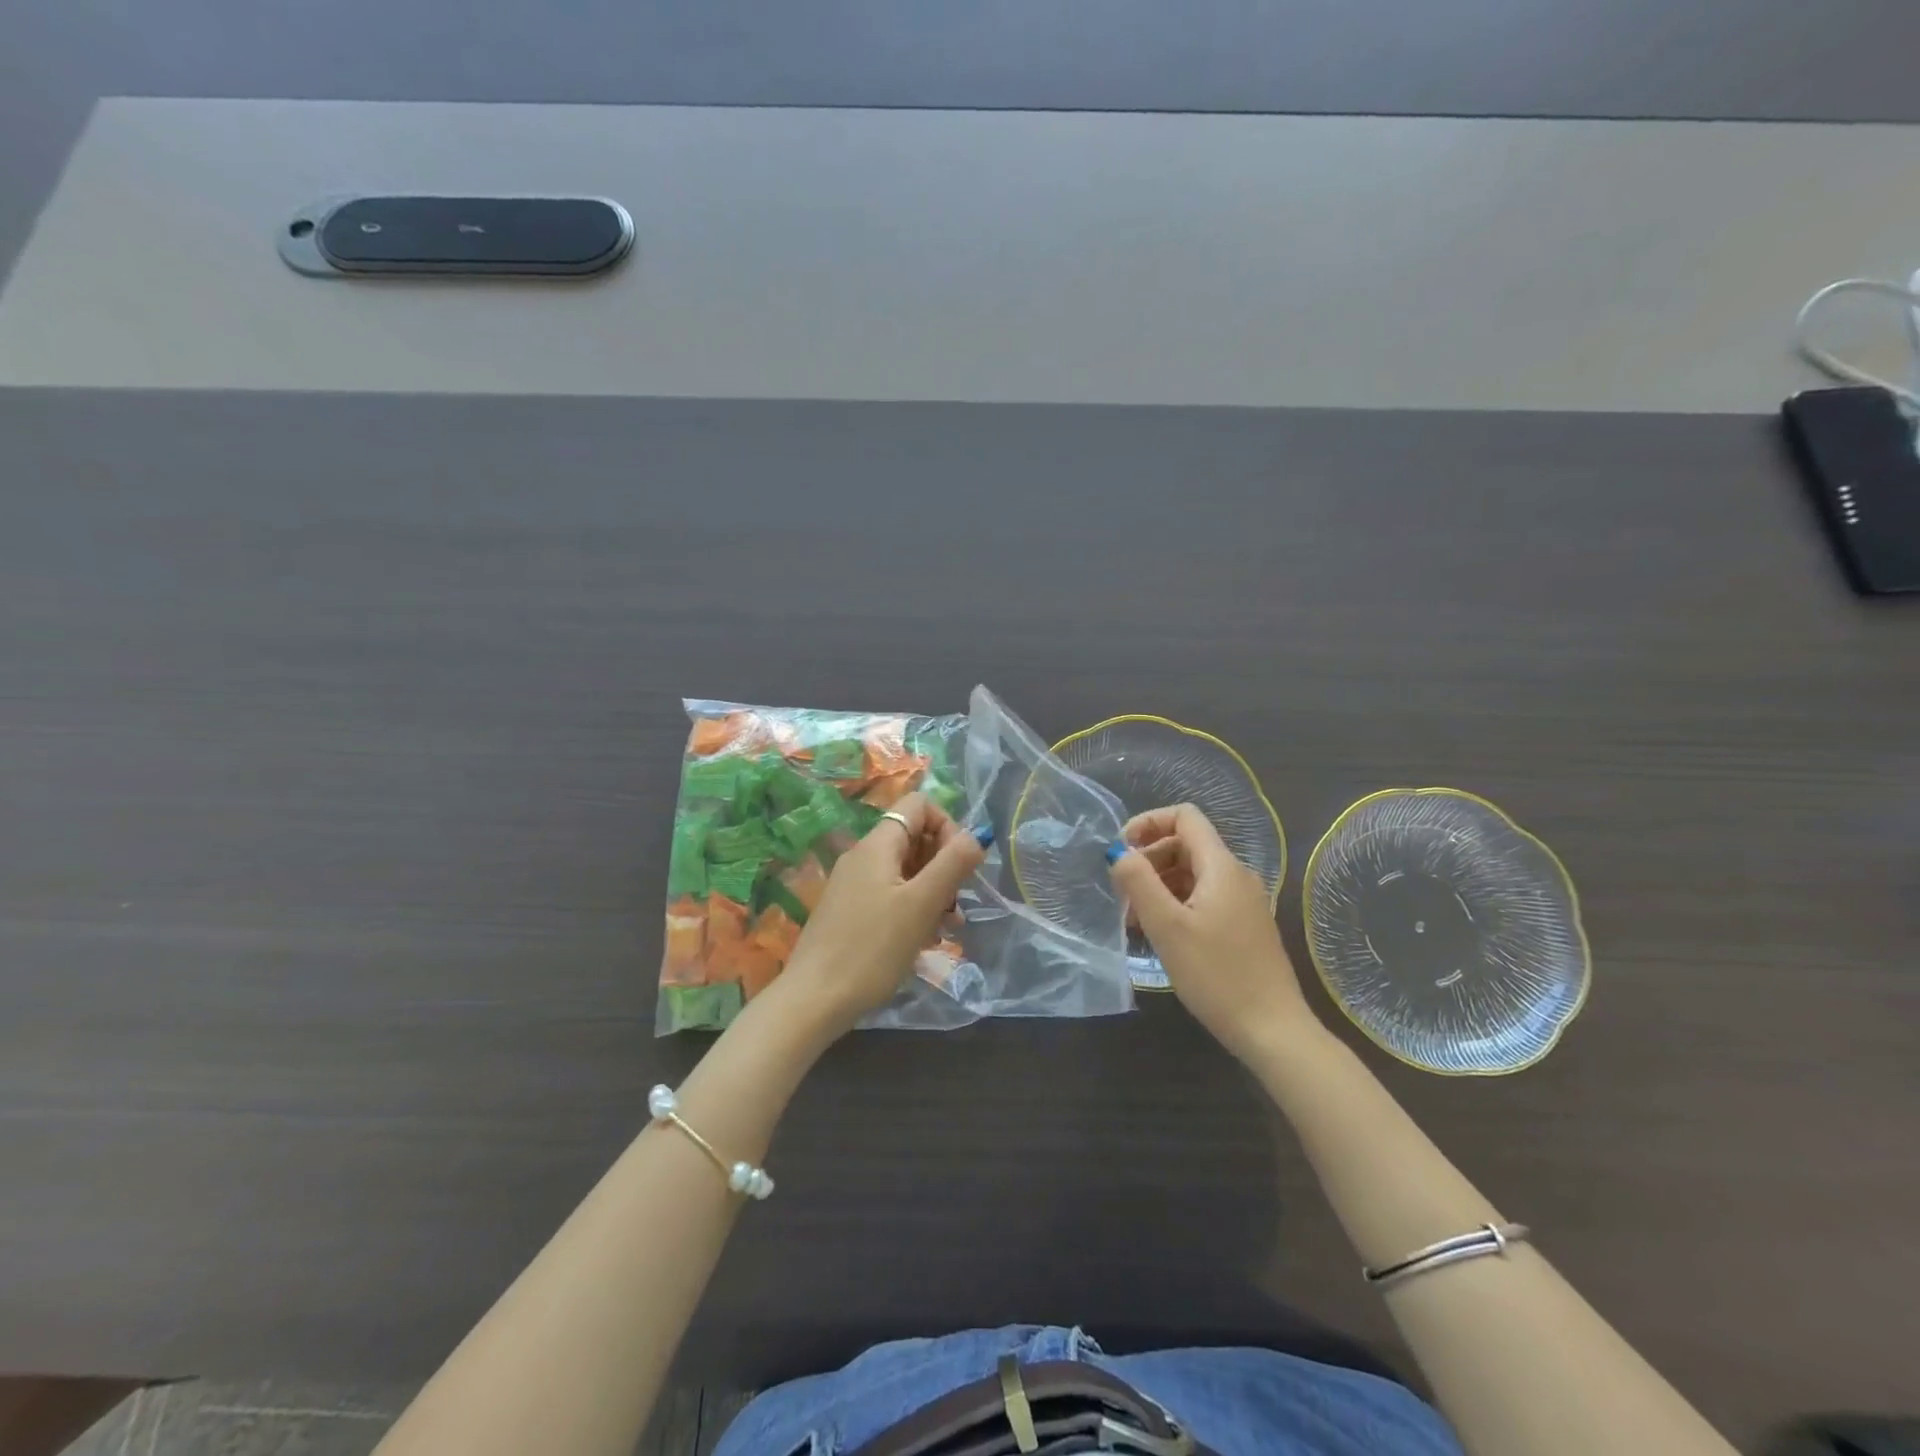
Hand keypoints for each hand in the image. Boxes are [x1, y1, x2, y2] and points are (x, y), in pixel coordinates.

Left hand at [780, 793, 987, 1034]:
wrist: (814, 1000)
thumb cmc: (873, 949)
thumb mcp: (921, 904)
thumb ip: (952, 863)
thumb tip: (977, 836)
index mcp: (877, 845)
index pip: (919, 806)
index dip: (948, 827)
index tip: (960, 867)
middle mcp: (862, 856)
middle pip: (914, 838)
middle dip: (943, 865)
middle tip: (956, 904)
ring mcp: (853, 885)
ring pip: (905, 871)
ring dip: (933, 891)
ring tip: (947, 928)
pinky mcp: (850, 911)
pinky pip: (890, 895)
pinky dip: (913, 908)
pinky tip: (924, 939)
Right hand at [1108, 804, 1316, 1061]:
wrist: (1272, 1030)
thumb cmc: (1216, 975)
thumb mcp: (1166, 926)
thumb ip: (1138, 881)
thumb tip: (1118, 851)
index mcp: (1221, 866)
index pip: (1184, 816)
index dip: (1147, 823)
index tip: (1120, 850)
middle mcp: (1237, 875)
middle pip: (1186, 844)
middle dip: (1148, 859)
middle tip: (1123, 895)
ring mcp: (1244, 901)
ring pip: (1193, 873)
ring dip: (1159, 885)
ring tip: (1135, 921)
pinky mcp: (1244, 926)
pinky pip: (1204, 897)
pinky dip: (1177, 904)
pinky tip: (1161, 935)